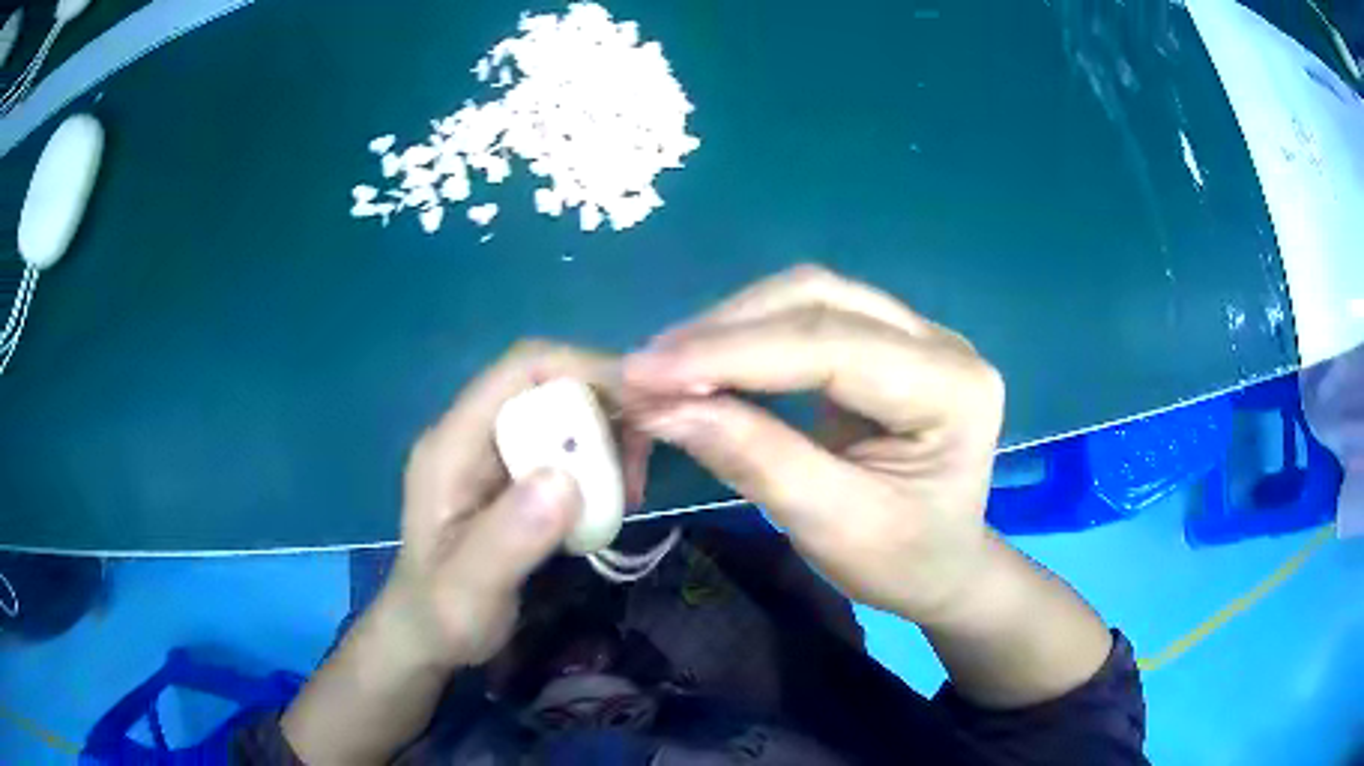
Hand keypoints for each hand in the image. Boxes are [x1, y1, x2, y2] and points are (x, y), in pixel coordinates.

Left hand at [378, 341, 647, 668]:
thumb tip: (565, 480)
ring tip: (629, 491)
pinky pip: (563, 448)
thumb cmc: (442, 617)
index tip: (639, 405)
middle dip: (603, 410)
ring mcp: (491, 455)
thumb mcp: (470, 589)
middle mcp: (472, 435)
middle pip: (548, 386)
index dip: (582, 370)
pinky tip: (611, 500)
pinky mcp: (511, 477)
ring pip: (561, 415)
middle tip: (638, 468)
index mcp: (452, 445)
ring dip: (604, 440)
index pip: (519, 370)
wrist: (428, 638)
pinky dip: (597, 463)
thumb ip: (509, 538)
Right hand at [622, 266, 1004, 625]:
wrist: (942, 568)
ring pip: (809, 297)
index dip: (731, 354)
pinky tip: (707, 362)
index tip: (642, 373)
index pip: (831, 346)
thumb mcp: (832, 526)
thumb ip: (756, 460)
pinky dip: (749, 337)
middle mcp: (940, 342)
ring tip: (666, 366)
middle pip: (818, 300)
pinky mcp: (887, 341)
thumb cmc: (901, 562)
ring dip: (731, 326)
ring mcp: (916, 334)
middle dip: (725, 331)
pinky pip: (808, 316)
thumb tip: (664, 407)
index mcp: (952, 389)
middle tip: (648, 370)